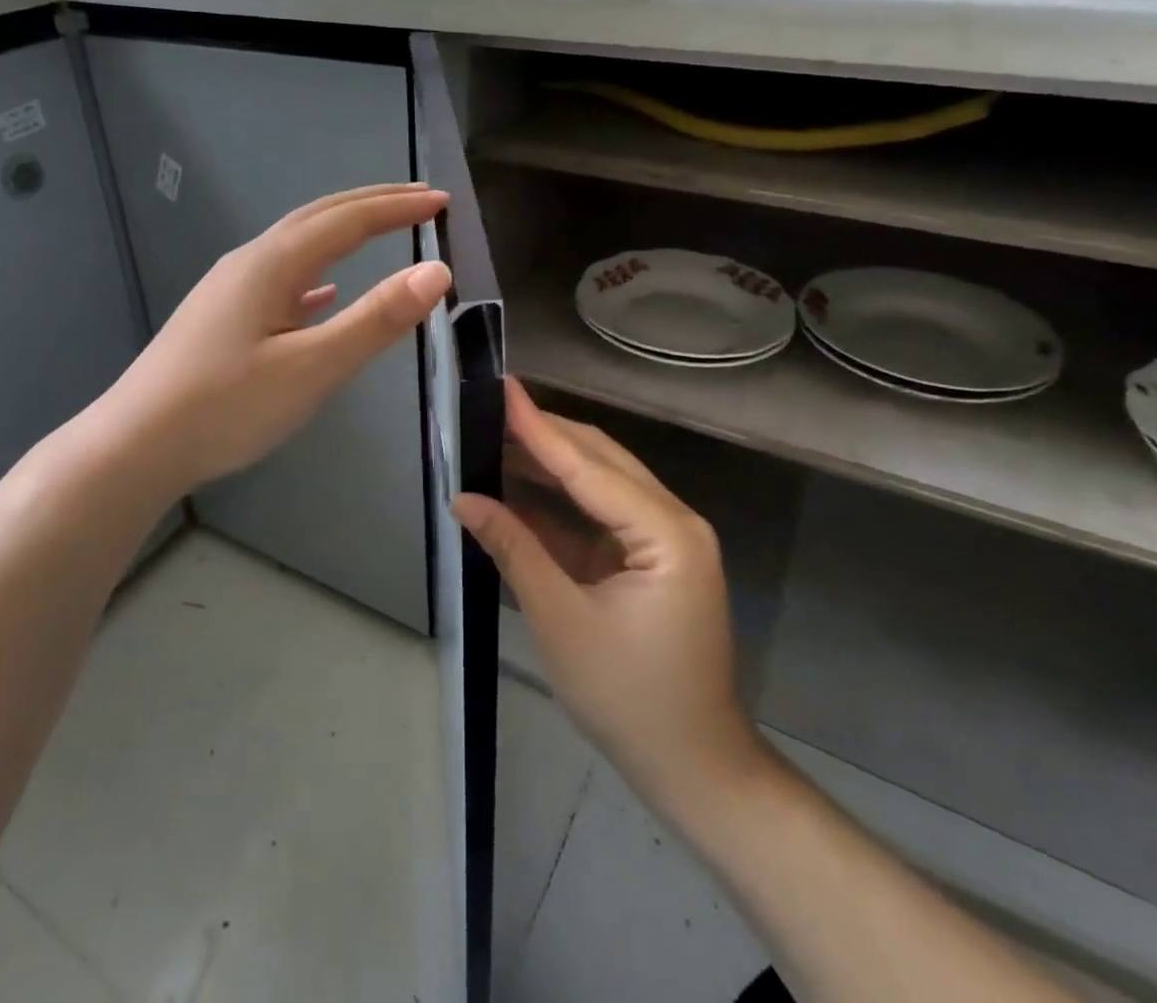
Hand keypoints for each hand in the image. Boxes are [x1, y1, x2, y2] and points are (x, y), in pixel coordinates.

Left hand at [111, 184, 450, 493]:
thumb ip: (375, 319)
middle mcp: (250, 263)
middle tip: (419, 198)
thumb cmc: (226, 407)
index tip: (442, 201)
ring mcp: (231, 290)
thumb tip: (435, 271)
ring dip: (343, 231)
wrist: (135, 445)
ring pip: (298, 244)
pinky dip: (315, 273)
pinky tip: (322, 293)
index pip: (348, 220)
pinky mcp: (222, 318)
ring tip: (379, 229)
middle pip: (319, 217)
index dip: (398, 208)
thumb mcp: (312, 367)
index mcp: (272, 263)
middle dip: (372, 204)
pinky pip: (280, 279)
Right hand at [454, 381, 767, 818]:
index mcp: (666, 533)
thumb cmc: (629, 699)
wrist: (693, 768)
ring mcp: (664, 538)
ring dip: (548, 462)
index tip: (502, 388)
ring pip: (599, 481)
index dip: (539, 427)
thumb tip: (463, 498)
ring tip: (493, 436)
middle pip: (599, 460)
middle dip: (543, 434)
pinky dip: (558, 499)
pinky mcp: (648, 557)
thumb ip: (513, 549)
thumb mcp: (561, 621)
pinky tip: (517, 483)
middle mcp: (674, 521)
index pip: (589, 466)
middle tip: (488, 408)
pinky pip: (598, 513)